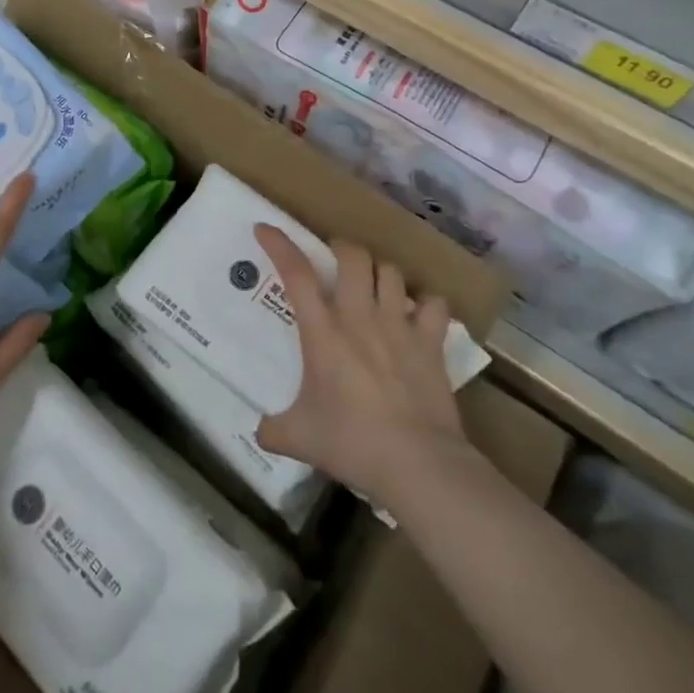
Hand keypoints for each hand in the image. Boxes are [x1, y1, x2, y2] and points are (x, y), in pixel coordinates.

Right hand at [254, 225, 472, 508]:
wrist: (418, 463)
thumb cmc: (352, 443)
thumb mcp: (300, 438)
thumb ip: (274, 429)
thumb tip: (260, 432)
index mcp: (323, 332)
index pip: (296, 273)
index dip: (279, 244)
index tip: (265, 229)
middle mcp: (360, 317)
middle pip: (352, 256)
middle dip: (341, 248)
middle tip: (334, 259)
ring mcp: (399, 326)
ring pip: (390, 272)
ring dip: (379, 272)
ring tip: (373, 284)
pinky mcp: (431, 342)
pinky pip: (433, 303)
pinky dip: (425, 303)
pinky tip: (418, 313)